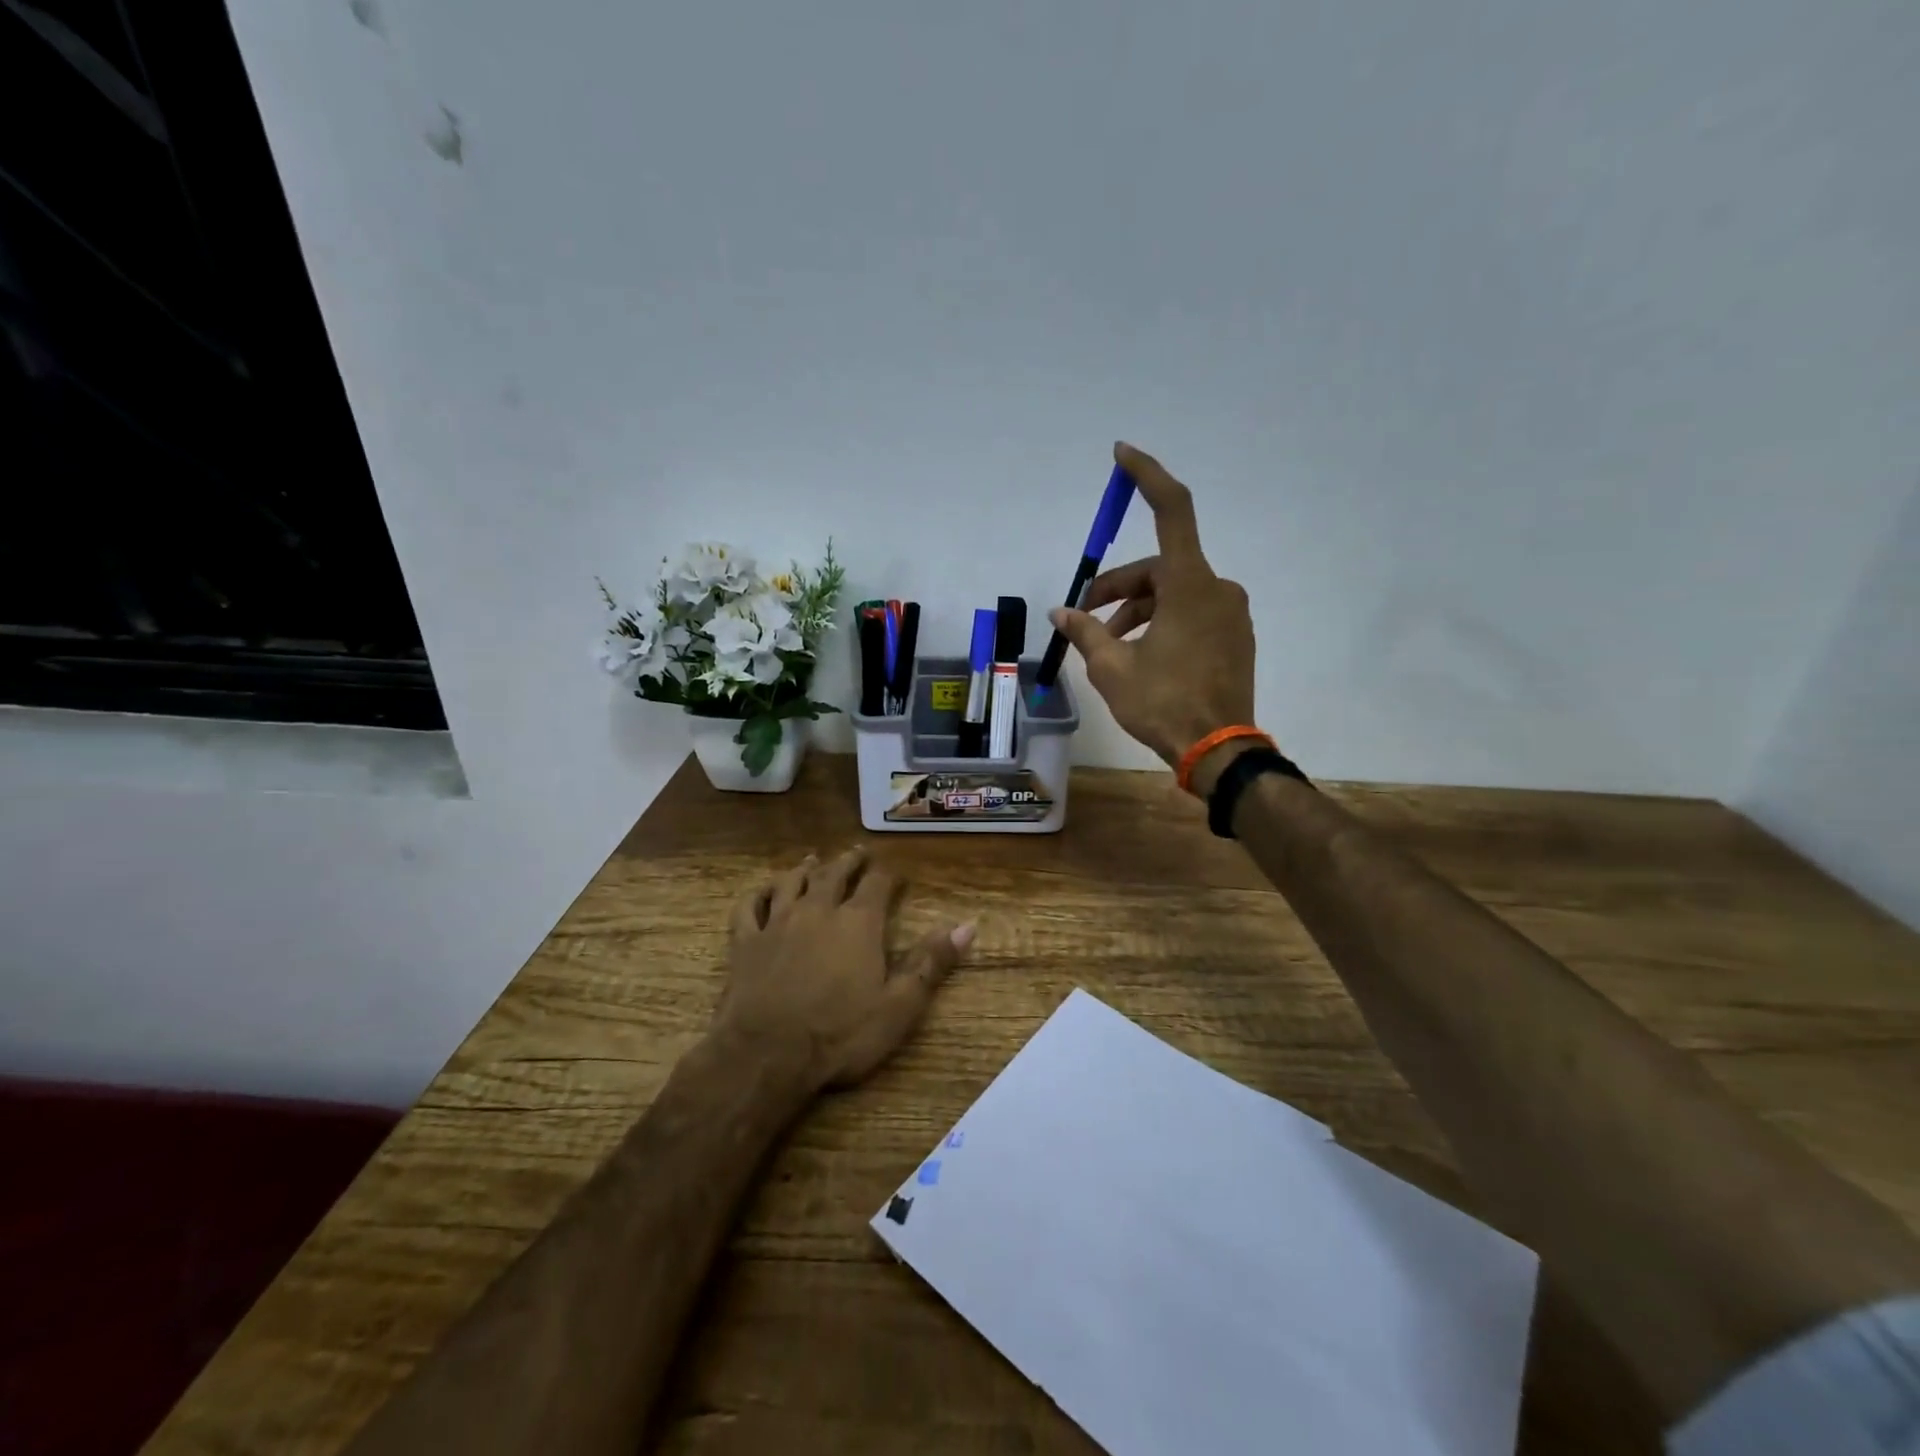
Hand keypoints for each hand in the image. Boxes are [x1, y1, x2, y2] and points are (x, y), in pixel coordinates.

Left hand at [714, 847, 974, 1090]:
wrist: (766, 1055)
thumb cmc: (840, 1034)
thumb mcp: (899, 1006)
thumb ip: (931, 963)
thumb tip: (967, 926)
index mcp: (858, 923)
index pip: (877, 885)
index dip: (887, 875)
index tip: (895, 872)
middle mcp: (818, 910)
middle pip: (834, 874)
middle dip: (848, 861)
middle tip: (857, 852)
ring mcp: (777, 923)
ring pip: (791, 883)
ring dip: (804, 869)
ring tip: (812, 860)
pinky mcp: (745, 942)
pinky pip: (749, 907)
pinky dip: (757, 894)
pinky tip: (762, 891)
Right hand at [1049, 442, 1257, 793]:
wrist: (1219, 750)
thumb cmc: (1163, 703)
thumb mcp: (1111, 668)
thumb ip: (1085, 633)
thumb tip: (1061, 614)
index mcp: (1190, 585)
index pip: (1172, 510)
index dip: (1146, 476)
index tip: (1122, 454)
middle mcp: (1217, 588)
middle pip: (1158, 569)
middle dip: (1117, 590)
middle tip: (1084, 619)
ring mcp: (1231, 614)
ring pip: (1173, 594)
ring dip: (1136, 611)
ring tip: (1106, 646)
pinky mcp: (1235, 637)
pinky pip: (1191, 613)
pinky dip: (1161, 622)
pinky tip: (1139, 654)